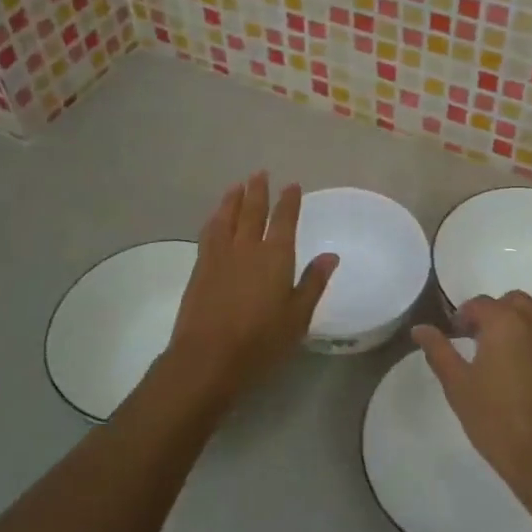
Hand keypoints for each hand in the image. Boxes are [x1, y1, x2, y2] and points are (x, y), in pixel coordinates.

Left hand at [166, 174, 336, 402]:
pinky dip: (215, 219)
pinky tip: (215, 218)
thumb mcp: (297, 317)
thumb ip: (313, 283)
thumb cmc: (260, 341)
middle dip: (258, 190)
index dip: (289, 201)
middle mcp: (247, 247)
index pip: (284, 220)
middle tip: (260, 173)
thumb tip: (331, 255)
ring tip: (237, 186)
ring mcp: (220, 255)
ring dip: (233, 199)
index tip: (292, 185)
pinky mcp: (200, 268)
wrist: (207, 358)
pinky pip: (209, 232)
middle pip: (252, 211)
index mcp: (275, 256)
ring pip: (227, 217)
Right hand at [412, 292, 531, 505]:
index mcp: (504, 321)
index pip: (479, 304)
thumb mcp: (459, 387)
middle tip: (485, 342)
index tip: (457, 336)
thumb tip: (420, 328)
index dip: (464, 318)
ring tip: (521, 340)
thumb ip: (439, 351)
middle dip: (497, 314)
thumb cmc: (498, 423)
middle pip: (514, 300)